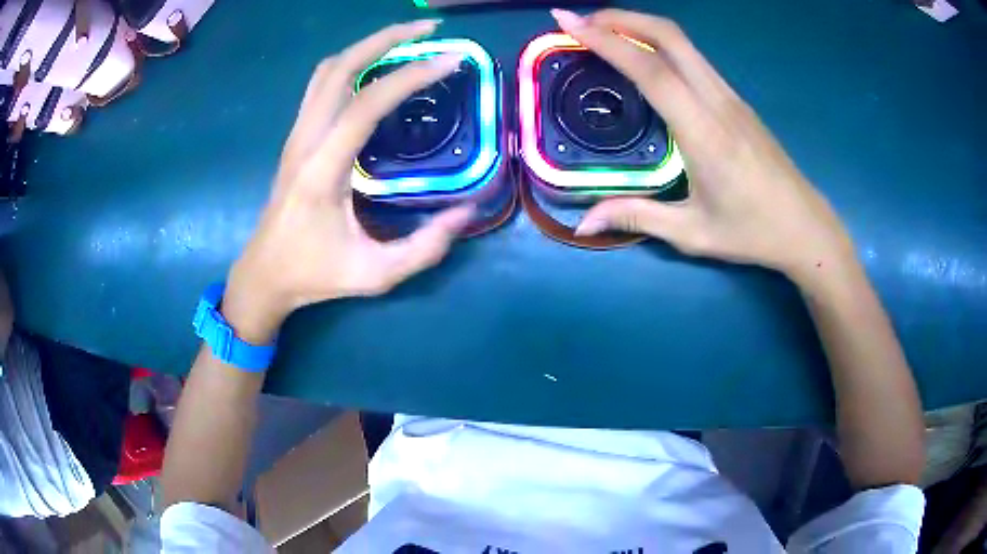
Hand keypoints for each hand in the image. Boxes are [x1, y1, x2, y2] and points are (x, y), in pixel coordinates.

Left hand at [222, 21, 472, 343]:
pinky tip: (375, 70)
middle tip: (428, 30)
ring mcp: (295, 135)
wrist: (264, 275)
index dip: (411, 76)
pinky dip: (351, 65)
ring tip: (407, 40)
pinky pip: (321, 86)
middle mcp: (304, 141)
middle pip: (339, 67)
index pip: (366, 104)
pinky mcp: (295, 138)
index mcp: (321, 170)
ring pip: (326, 71)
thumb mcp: (375, 274)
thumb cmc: (315, 276)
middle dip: (385, 39)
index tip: (452, 60)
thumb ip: (425, 248)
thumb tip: (466, 212)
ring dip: (366, 47)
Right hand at [553, 9, 854, 281]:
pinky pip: (693, 58)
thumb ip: (637, 217)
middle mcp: (718, 101)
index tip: (567, 22)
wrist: (806, 227)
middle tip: (581, 22)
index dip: (607, 40)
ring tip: (604, 33)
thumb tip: (583, 224)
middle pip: (669, 36)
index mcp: (705, 132)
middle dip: (620, 18)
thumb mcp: (693, 233)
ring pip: (683, 42)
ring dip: (640, 26)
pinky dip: (660, 44)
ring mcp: (731, 97)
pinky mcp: (737, 101)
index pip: (651, 70)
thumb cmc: (753, 232)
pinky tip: (644, 59)